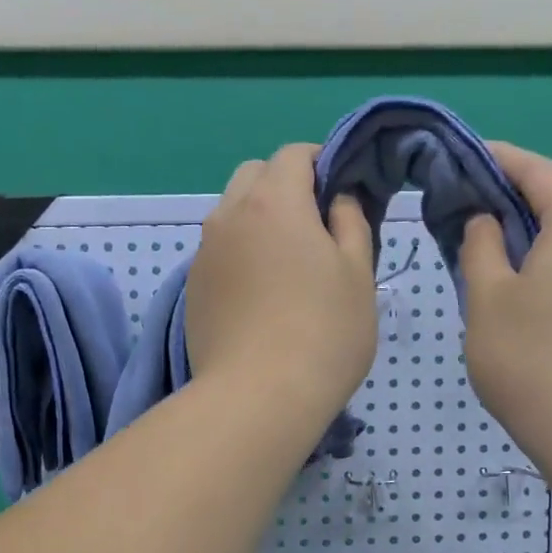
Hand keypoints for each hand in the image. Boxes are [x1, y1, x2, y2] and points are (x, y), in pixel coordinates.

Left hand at [185, 144, 377, 420]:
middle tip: (315, 227)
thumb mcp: (359, 273)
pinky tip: (260, 294)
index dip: (321, 162)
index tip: (342, 191)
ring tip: (286, 263)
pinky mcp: (192, 288)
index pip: (293, 154)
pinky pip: (218, 250)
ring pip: (231, 213)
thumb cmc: (323, 332)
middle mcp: (229, 215)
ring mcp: (204, 253)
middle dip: (284, 185)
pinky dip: (240, 253)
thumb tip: (338, 199)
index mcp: (273, 201)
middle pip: (254, 175)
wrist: (257, 398)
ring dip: (259, 219)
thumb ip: (352, 222)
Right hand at [457, 142, 551, 463]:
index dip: (498, 160)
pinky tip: (537, 273)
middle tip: (480, 204)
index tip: (463, 159)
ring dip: (548, 218)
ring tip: (504, 239)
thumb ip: (480, 245)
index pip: (537, 170)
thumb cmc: (529, 357)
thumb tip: (487, 220)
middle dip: (526, 188)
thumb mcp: (486, 296)